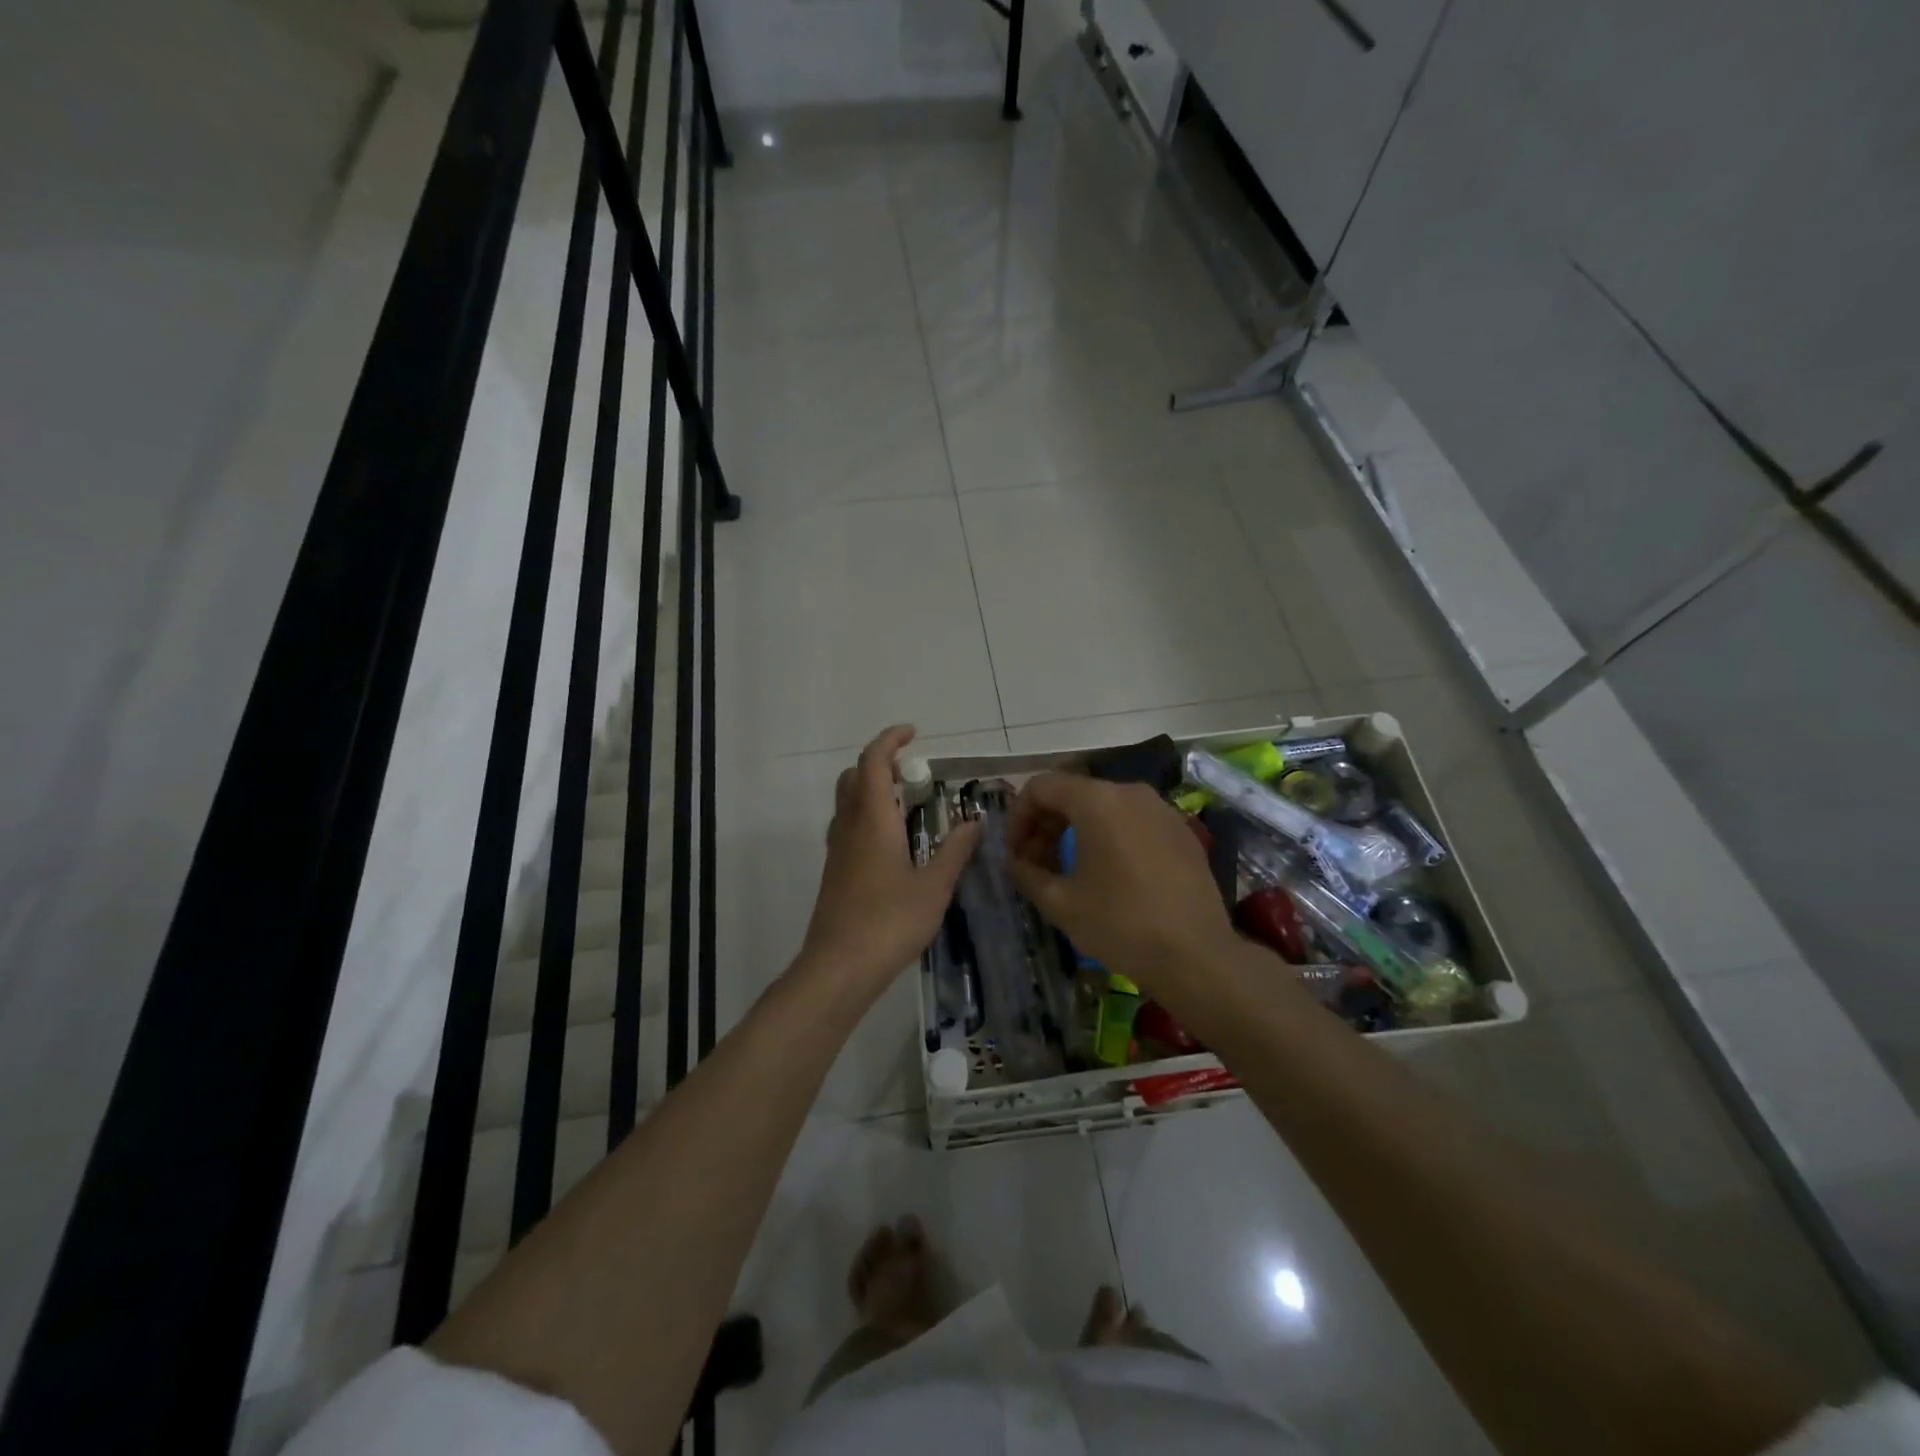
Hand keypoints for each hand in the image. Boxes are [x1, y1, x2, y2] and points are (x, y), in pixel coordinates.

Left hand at [800, 726, 981, 992]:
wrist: (839, 967)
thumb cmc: (890, 921)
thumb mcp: (934, 886)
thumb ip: (955, 850)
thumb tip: (974, 821)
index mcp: (872, 820)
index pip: (872, 762)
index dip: (890, 740)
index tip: (913, 733)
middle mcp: (849, 826)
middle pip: (854, 777)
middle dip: (879, 763)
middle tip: (912, 773)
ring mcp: (838, 850)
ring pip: (848, 802)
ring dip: (872, 790)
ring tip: (908, 805)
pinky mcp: (835, 872)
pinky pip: (849, 826)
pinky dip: (869, 816)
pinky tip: (894, 844)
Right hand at [1006, 772, 1237, 996]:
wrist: (1196, 955)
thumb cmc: (1120, 924)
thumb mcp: (1060, 902)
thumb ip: (1027, 873)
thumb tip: (1016, 861)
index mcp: (1097, 800)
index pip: (1041, 787)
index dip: (1018, 817)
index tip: (1013, 852)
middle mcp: (1130, 792)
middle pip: (1073, 793)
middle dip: (1046, 824)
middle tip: (1034, 863)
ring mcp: (1161, 809)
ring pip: (1104, 806)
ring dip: (1076, 830)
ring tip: (1067, 869)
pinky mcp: (1181, 831)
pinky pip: (1132, 821)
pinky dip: (1109, 836)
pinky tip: (1108, 873)